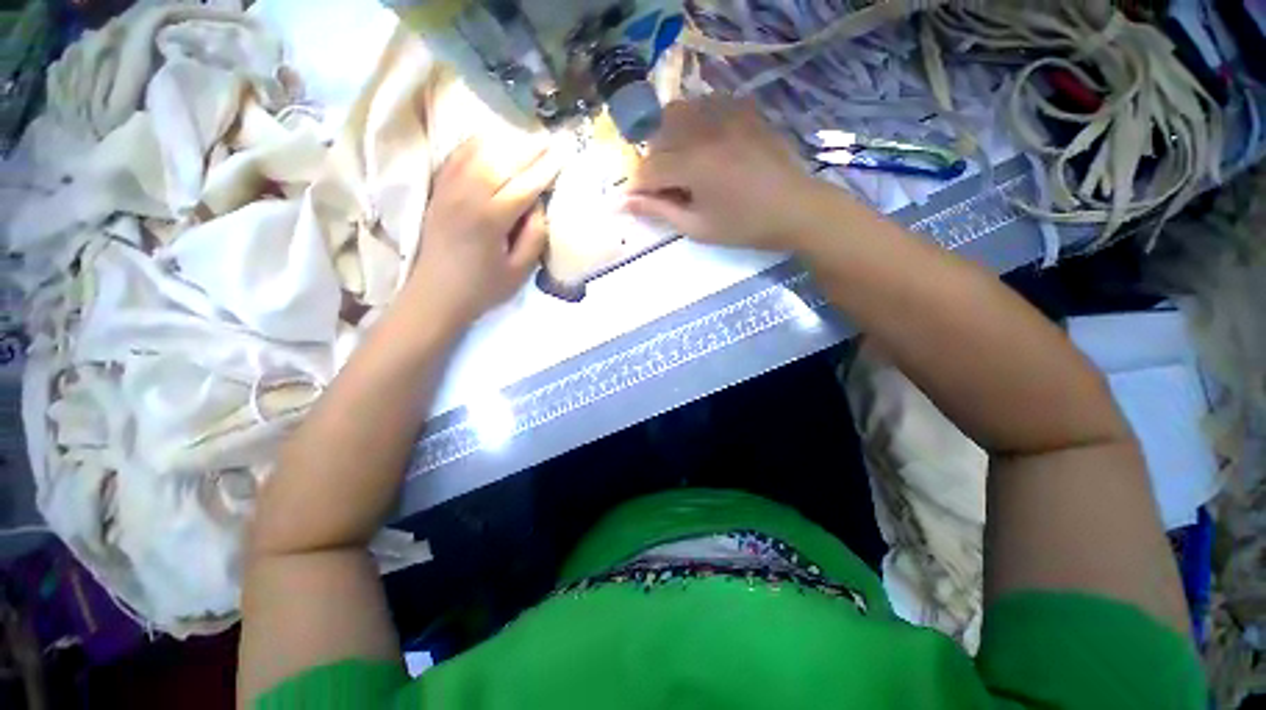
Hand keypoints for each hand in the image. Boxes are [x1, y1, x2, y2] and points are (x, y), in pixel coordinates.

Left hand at [407, 137, 560, 329]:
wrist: (435, 294)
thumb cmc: (483, 287)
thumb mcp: (520, 271)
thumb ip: (535, 236)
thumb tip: (538, 204)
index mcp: (491, 218)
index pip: (525, 185)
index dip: (547, 169)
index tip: (563, 154)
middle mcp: (467, 195)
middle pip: (502, 160)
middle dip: (529, 148)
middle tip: (549, 139)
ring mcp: (448, 188)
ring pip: (479, 151)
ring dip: (505, 141)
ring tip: (525, 138)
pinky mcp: (438, 189)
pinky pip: (457, 155)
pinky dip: (476, 143)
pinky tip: (490, 140)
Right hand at [623, 96, 823, 250]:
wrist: (795, 209)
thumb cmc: (744, 226)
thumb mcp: (698, 227)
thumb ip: (659, 211)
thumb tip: (625, 203)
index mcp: (693, 164)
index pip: (648, 168)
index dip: (637, 186)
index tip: (637, 201)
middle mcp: (705, 130)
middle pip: (658, 134)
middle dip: (652, 162)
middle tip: (663, 186)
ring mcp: (726, 114)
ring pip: (678, 112)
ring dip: (669, 137)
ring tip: (681, 163)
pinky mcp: (743, 110)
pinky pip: (706, 104)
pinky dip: (694, 121)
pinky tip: (703, 143)